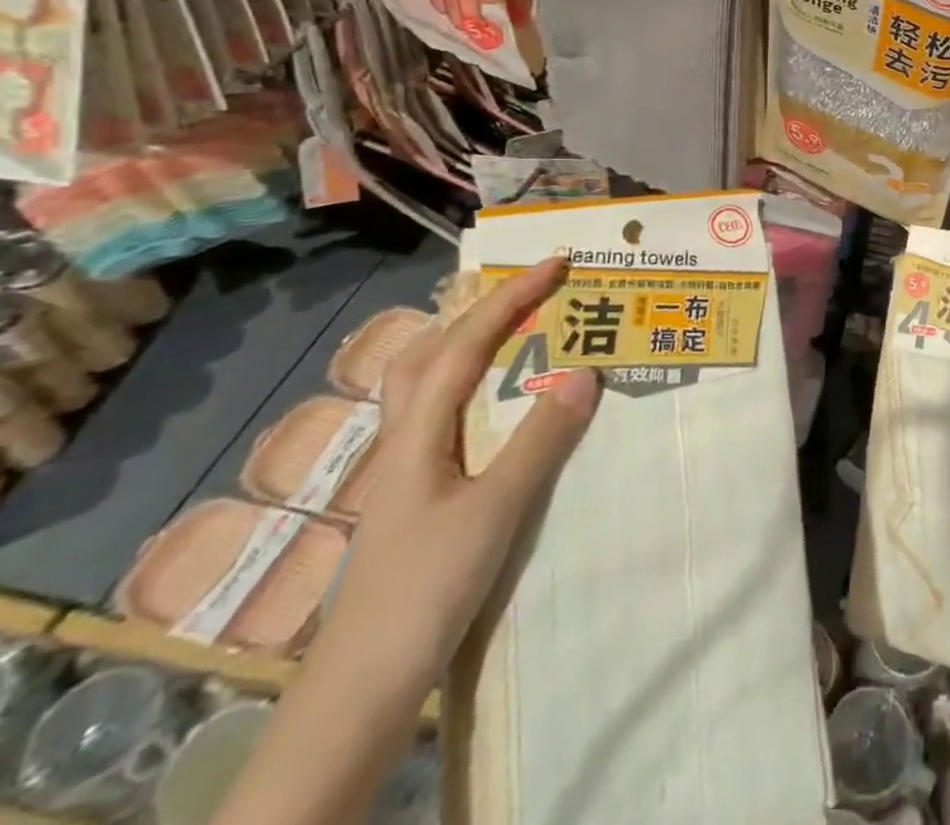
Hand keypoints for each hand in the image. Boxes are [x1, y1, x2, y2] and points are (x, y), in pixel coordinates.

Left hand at [320, 258, 598, 687]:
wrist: (362, 686)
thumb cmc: (427, 588)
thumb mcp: (496, 510)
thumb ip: (540, 439)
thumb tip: (586, 369)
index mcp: (418, 433)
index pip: (466, 345)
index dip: (510, 298)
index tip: (556, 264)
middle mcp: (403, 439)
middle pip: (429, 353)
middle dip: (480, 311)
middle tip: (531, 291)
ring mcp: (404, 470)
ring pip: (424, 385)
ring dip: (466, 343)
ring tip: (511, 330)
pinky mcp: (414, 496)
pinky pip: (439, 416)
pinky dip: (467, 385)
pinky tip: (490, 406)